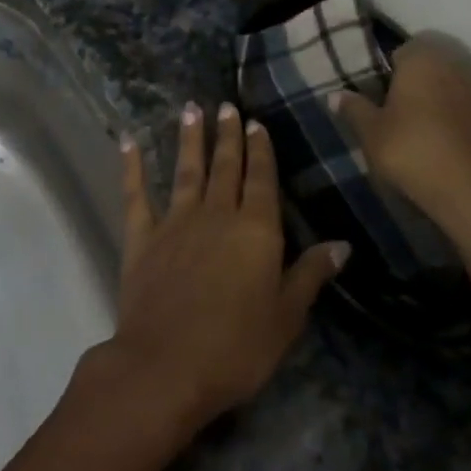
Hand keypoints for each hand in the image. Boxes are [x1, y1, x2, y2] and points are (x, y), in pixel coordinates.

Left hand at [98, 102, 346, 433]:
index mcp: (256, 231)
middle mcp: (217, 215)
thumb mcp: (286, 317)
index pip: (262, 179)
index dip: (260, 150)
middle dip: (227, 135)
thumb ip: (310, 275)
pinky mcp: (141, 238)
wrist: (165, 366)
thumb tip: (341, 244)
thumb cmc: (236, 348)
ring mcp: (175, 222)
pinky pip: (136, 195)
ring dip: (190, 139)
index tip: (256, 123)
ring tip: (191, 109)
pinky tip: (130, 142)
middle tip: (226, 105)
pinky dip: (132, 167)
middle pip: (225, 166)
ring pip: (186, 170)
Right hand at [331, 37, 470, 243]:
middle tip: (400, 112)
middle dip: (418, 80)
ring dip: (443, 95)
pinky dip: (463, 113)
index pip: (402, 49)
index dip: (389, 71)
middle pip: (433, 61)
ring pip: (456, 80)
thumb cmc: (416, 152)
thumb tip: (335, 95)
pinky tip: (451, 140)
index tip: (381, 97)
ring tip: (426, 128)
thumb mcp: (373, 134)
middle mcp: (458, 59)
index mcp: (423, 56)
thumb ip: (354, 109)